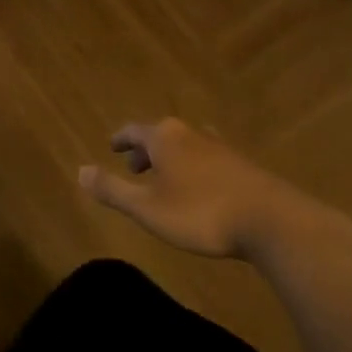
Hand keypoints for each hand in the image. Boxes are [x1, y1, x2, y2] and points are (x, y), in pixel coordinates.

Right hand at [78, 118, 344, 261]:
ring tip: (166, 180)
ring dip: (171, 160)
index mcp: (163, 137)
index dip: (121, 139)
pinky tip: (201, 189)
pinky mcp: (241, 165)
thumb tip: (79, 171)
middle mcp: (189, 133)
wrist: (272, 221)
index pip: (134, 130)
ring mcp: (219, 146)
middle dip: (145, 151)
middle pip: (160, 135)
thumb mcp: (148, 209)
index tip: (112, 146)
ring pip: (185, 146)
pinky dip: (194, 168)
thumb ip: (113, 190)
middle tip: (134, 168)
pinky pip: (207, 158)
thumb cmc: (201, 213)